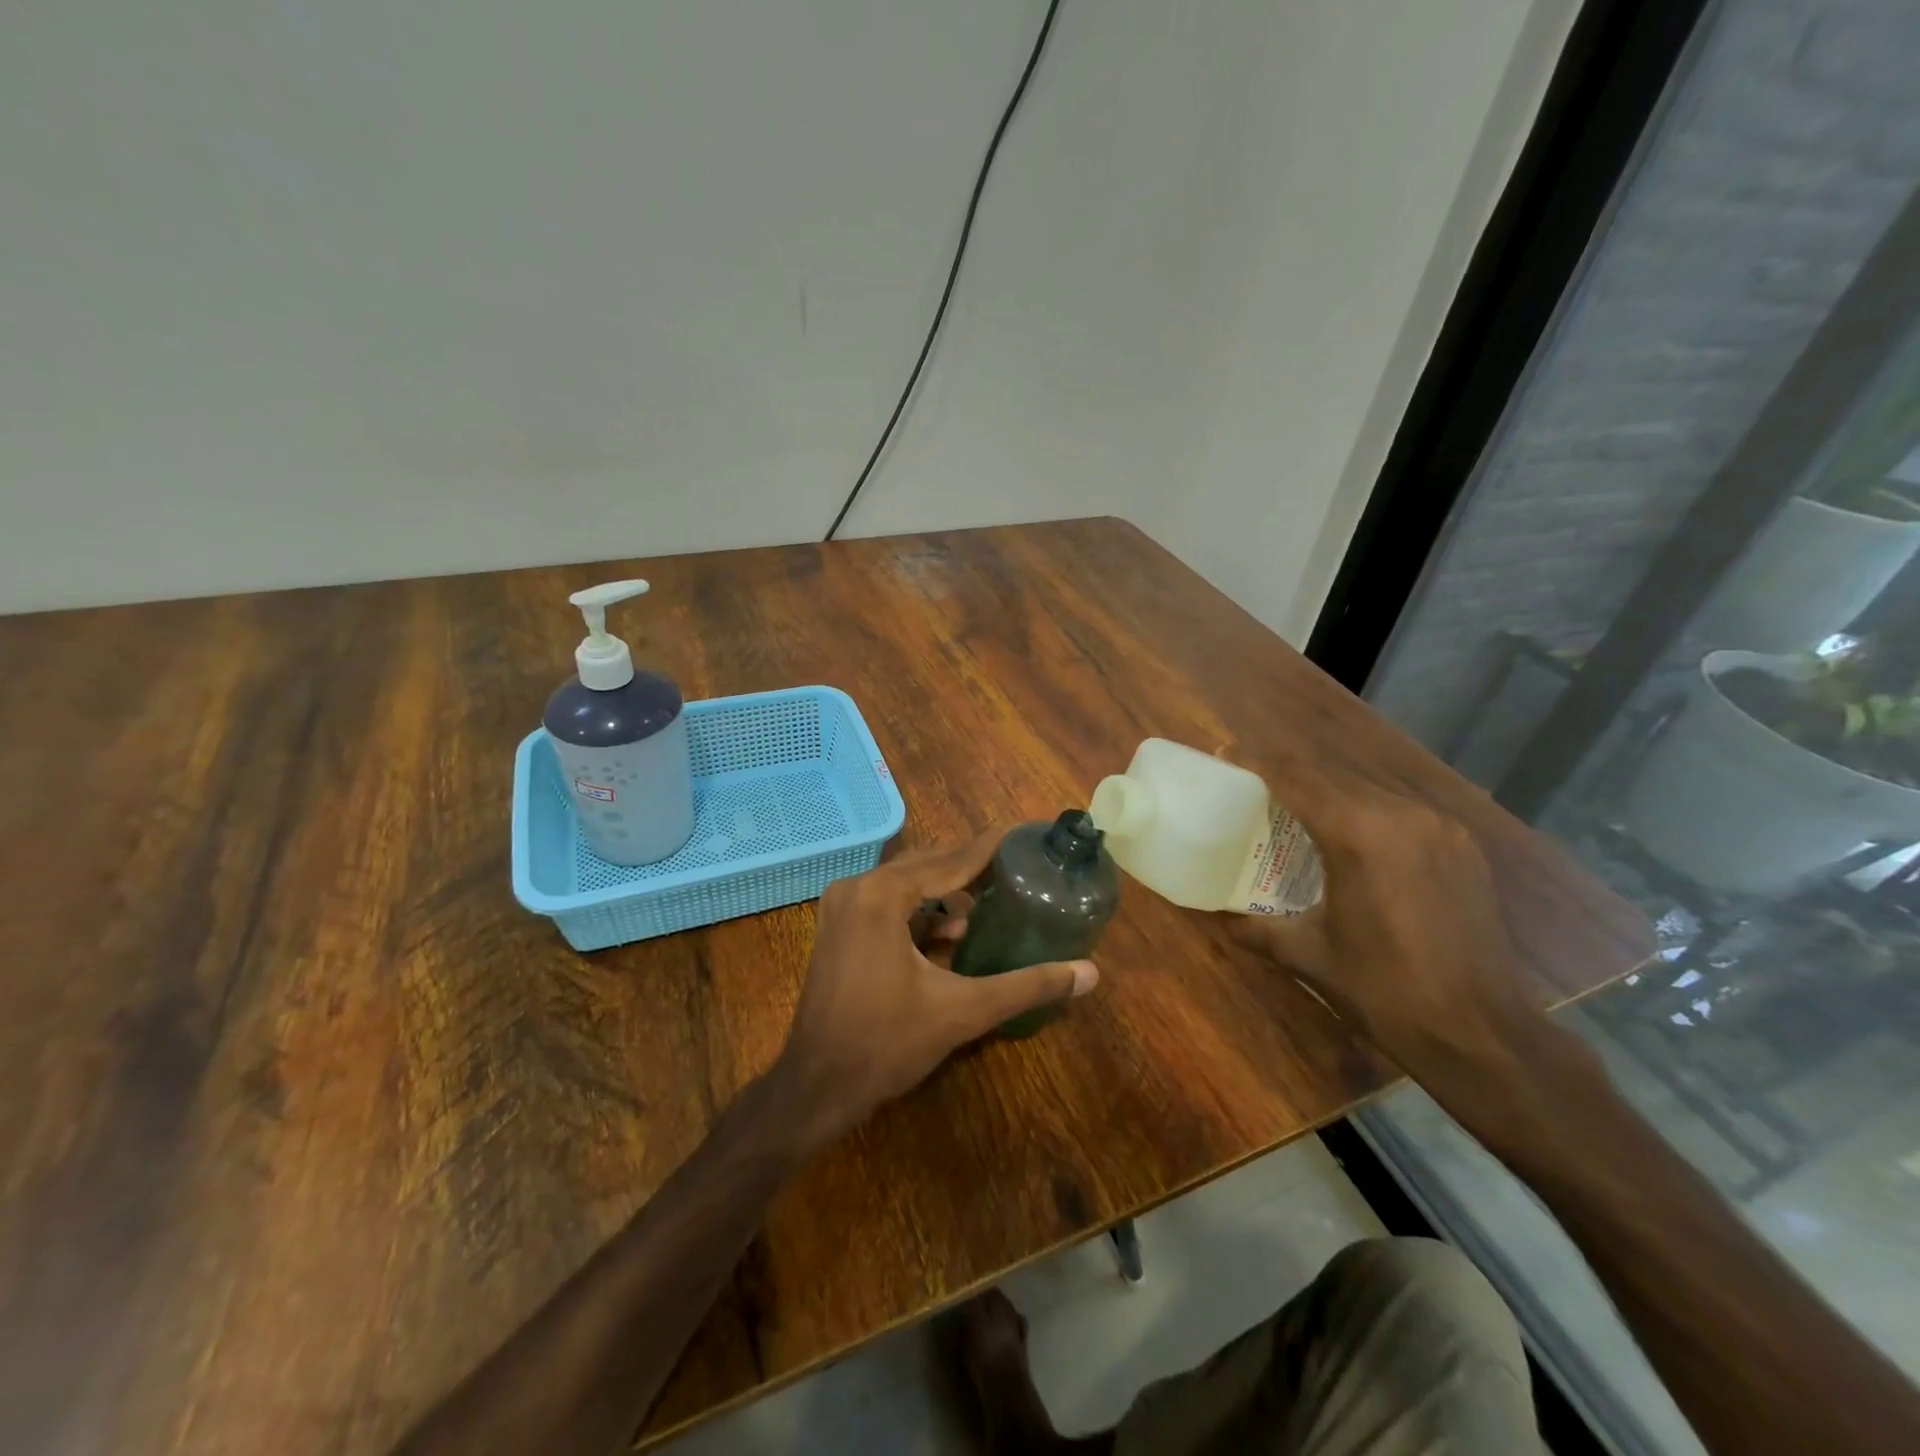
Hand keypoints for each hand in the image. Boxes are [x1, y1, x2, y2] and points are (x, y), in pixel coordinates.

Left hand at [769, 829, 1099, 1151]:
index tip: (1023, 832)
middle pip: (926, 865)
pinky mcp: (838, 928)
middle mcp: (858, 887)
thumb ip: (1027, 986)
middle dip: (970, 867)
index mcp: (882, 894)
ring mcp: (842, 907)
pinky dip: (920, 910)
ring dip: (945, 890)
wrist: (816, 1087)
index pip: (950, 860)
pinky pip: (887, 902)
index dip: (990, 848)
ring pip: (906, 883)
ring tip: (990, 900)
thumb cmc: (887, 1043)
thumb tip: (1089, 973)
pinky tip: (952, 932)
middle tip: (1016, 866)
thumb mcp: (962, 1010)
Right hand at [1218, 746, 1558, 1102]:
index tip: (1225, 754)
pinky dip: (1365, 805)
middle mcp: (1401, 815)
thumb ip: (1255, 927)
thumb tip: (1218, 917)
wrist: (1482, 1033)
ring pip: (1368, 785)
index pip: (1296, 778)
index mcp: (1358, 835)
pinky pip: (1400, 806)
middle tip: (1253, 780)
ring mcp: (1439, 826)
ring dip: (1327, 786)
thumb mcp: (1307, 956)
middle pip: (1331, 773)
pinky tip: (1352, 829)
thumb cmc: (1383, 992)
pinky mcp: (1461, 843)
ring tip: (1296, 802)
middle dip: (1288, 770)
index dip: (1256, 761)